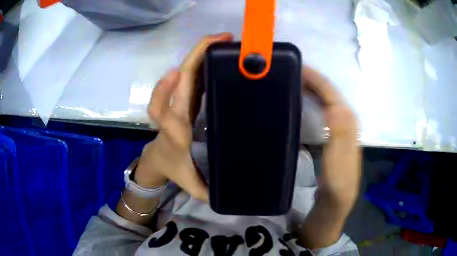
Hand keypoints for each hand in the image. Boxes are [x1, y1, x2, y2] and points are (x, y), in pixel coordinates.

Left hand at [134, 33, 233, 201]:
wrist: (158, 158)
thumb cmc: (174, 168)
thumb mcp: (191, 184)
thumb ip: (207, 192)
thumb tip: (229, 198)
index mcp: (174, 131)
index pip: (160, 110)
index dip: (164, 91)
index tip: (177, 73)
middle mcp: (174, 110)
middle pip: (179, 79)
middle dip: (196, 56)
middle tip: (223, 40)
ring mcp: (180, 101)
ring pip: (186, 71)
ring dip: (202, 52)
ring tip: (225, 39)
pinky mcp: (186, 97)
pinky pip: (193, 75)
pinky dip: (204, 60)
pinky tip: (220, 52)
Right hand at [298, 66, 360, 248]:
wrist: (338, 197)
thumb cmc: (338, 180)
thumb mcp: (339, 159)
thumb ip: (340, 132)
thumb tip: (334, 103)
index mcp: (347, 120)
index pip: (331, 91)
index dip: (315, 78)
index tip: (295, 67)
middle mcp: (345, 118)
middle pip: (328, 91)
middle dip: (311, 78)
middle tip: (289, 70)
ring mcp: (338, 125)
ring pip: (324, 98)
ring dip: (310, 87)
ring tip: (291, 80)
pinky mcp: (332, 132)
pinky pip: (321, 109)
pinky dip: (310, 100)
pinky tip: (299, 101)